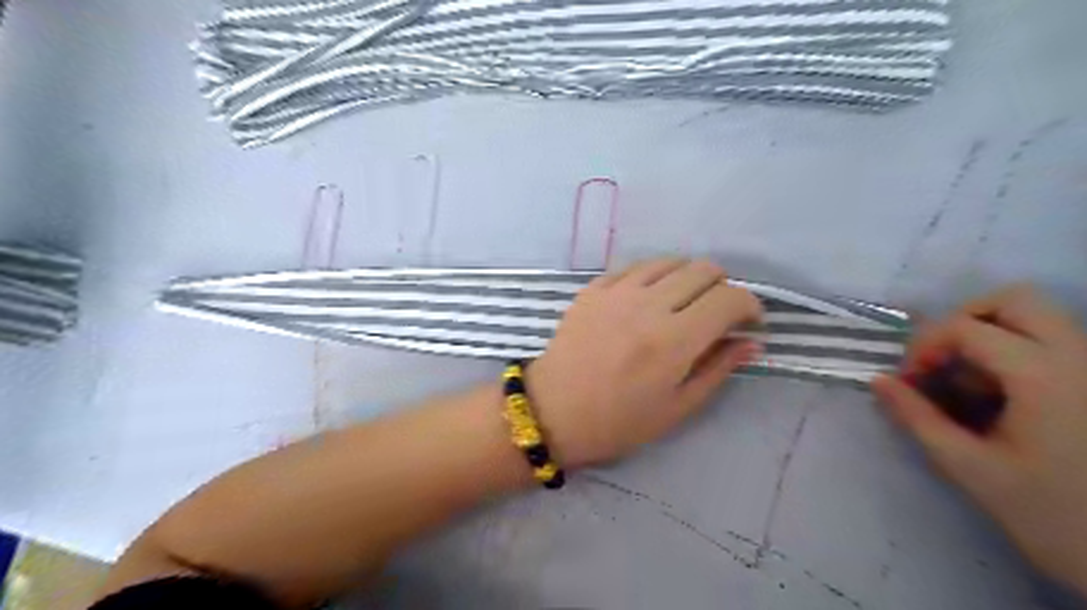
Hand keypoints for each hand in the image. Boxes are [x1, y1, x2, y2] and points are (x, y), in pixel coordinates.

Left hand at [528, 258, 763, 467]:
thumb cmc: (618, 421)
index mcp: (674, 339)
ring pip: (670, 261)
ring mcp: (617, 292)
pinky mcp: (593, 289)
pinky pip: (635, 267)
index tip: (748, 322)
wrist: (553, 411)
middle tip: (717, 312)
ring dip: (688, 277)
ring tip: (684, 302)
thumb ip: (717, 369)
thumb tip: (752, 342)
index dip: (749, 305)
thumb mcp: (677, 407)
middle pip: (703, 269)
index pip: (729, 298)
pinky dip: (653, 276)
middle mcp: (648, 305)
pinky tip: (649, 297)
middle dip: (722, 286)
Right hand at [873, 287, 1086, 596]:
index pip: (966, 327)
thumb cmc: (1053, 516)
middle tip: (941, 361)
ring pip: (1036, 318)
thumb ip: (918, 419)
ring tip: (970, 384)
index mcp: (1045, 376)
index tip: (909, 383)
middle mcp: (1080, 358)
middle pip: (1014, 300)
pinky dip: (1014, 355)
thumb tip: (879, 382)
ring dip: (988, 336)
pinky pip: (1052, 344)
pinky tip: (1001, 398)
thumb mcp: (969, 467)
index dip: (924, 347)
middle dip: (963, 322)